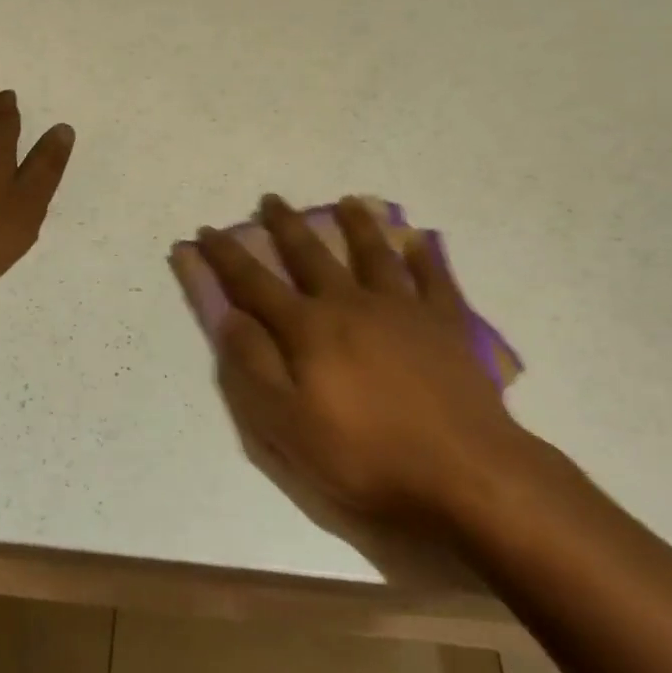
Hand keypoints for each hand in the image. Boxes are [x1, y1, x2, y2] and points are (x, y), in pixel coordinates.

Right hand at [193, 195, 532, 526]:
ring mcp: (403, 309)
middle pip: (311, 255)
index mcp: (309, 329)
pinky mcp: (446, 324)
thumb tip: (229, 317)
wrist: (464, 472)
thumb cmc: (366, 455)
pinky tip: (420, 240)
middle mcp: (351, 304)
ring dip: (356, 224)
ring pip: (373, 254)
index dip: (226, 257)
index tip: (207, 231)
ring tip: (347, 201)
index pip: (254, 283)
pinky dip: (425, 257)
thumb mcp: (287, 426)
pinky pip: (434, 279)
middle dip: (286, 226)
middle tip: (271, 200)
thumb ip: (254, 366)